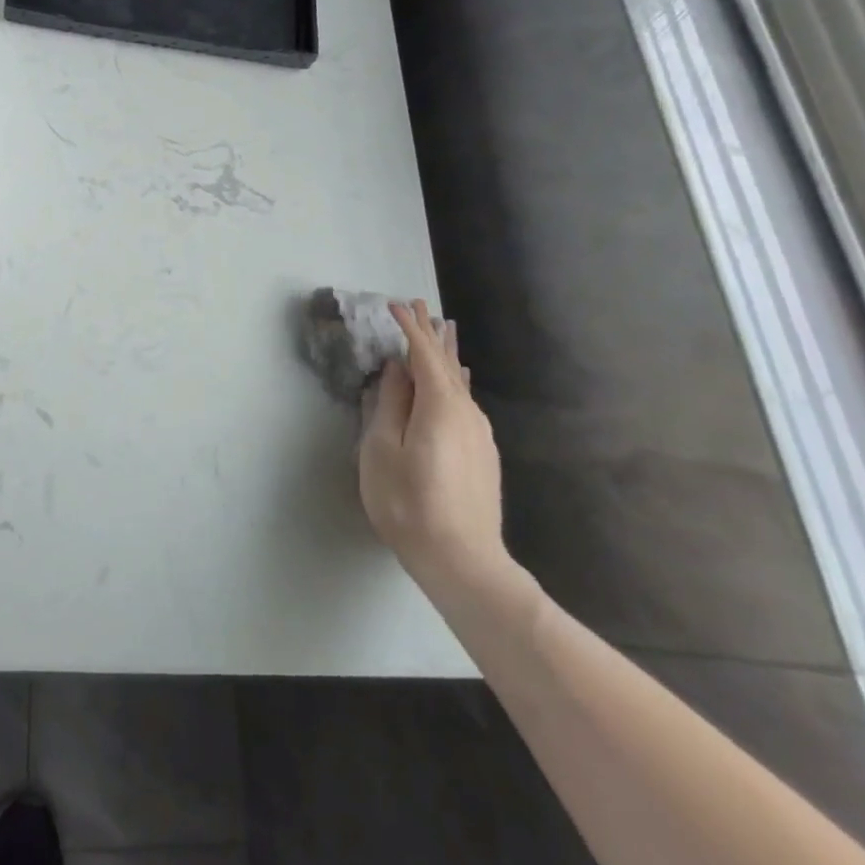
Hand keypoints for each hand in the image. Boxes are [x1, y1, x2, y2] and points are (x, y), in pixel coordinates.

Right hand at [357, 301, 509, 591]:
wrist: (463, 560)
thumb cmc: (408, 502)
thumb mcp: (382, 450)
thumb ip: (389, 404)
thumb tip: (397, 369)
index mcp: (439, 405)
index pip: (422, 354)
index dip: (409, 328)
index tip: (394, 305)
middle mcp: (466, 412)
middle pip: (446, 363)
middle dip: (431, 333)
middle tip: (422, 305)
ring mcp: (479, 434)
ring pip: (459, 382)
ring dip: (445, 355)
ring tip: (441, 332)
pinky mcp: (482, 453)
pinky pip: (466, 401)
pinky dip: (454, 380)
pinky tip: (457, 380)